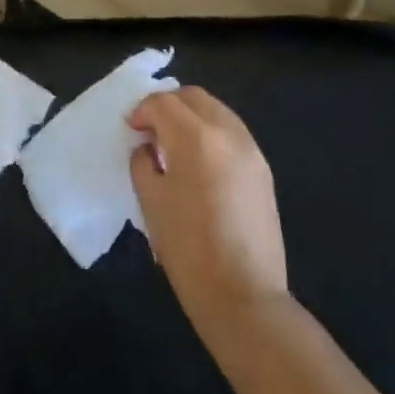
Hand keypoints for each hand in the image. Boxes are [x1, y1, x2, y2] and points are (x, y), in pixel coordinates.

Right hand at [129, 88, 288, 328]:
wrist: (243, 296)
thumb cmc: (188, 248)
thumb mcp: (150, 201)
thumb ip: (143, 162)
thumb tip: (148, 147)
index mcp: (196, 138)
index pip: (163, 103)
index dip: (141, 111)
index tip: (131, 130)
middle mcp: (228, 133)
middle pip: (193, 97)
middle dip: (167, 105)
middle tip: (150, 130)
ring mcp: (251, 150)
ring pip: (216, 110)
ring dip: (191, 116)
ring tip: (174, 145)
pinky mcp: (263, 170)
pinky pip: (232, 132)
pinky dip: (211, 133)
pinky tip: (199, 162)